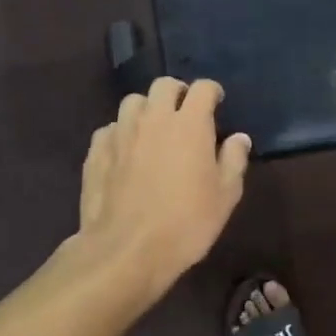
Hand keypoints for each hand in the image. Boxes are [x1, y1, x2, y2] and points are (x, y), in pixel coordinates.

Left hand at [76, 77, 251, 292]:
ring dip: (147, 109)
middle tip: (185, 114)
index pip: (203, 88)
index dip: (212, 92)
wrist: (126, 250)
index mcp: (189, 124)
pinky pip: (110, 128)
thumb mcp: (225, 196)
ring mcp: (120, 132)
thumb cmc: (186, 223)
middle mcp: (153, 118)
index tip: (217, 104)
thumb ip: (234, 160)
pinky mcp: (96, 151)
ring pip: (133, 102)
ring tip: (153, 130)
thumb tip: (239, 138)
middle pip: (164, 85)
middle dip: (177, 93)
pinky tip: (125, 153)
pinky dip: (121, 133)